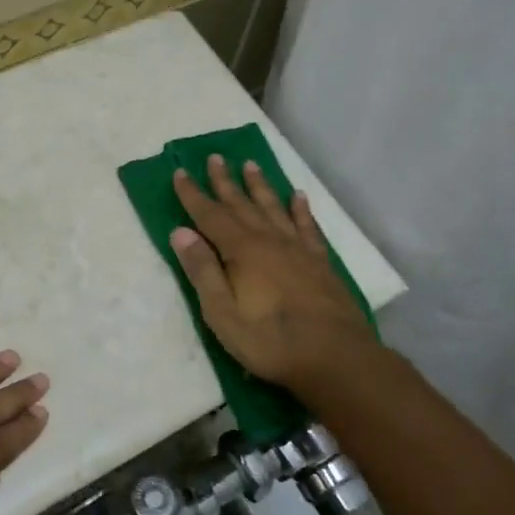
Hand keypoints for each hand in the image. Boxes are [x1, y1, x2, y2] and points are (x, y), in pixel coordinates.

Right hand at [170, 156, 371, 390]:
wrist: (335, 357)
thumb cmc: (270, 340)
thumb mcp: (222, 313)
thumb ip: (202, 270)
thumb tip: (181, 232)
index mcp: (241, 251)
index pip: (209, 215)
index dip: (192, 194)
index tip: (179, 172)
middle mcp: (269, 240)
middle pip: (242, 204)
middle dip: (225, 181)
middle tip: (215, 157)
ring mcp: (298, 249)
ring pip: (274, 207)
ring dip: (260, 186)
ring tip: (251, 165)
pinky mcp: (320, 261)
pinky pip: (308, 226)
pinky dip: (301, 209)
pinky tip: (298, 196)